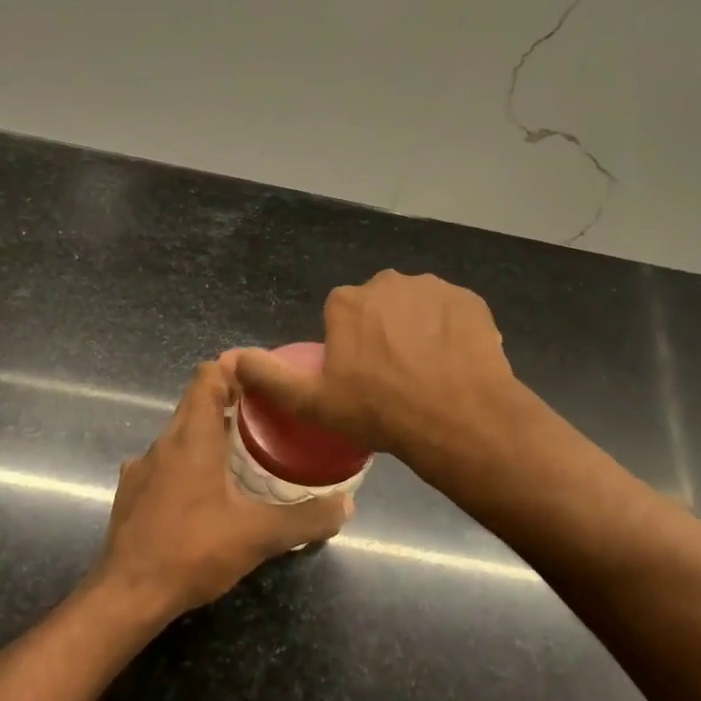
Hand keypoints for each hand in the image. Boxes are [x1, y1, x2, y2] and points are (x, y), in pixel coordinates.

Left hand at [92, 360, 349, 618]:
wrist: (127, 596)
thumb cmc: (192, 552)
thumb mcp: (259, 536)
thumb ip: (306, 519)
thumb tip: (347, 505)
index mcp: (192, 438)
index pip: (208, 375)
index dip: (235, 368)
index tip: (265, 378)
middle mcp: (163, 443)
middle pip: (195, 402)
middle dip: (230, 401)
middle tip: (268, 416)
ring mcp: (141, 468)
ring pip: (179, 434)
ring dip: (209, 435)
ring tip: (243, 454)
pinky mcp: (131, 493)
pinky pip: (165, 462)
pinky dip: (188, 464)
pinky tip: (207, 493)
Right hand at [233, 271, 520, 468]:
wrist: (457, 418)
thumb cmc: (379, 410)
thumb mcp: (313, 402)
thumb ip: (269, 377)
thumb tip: (231, 357)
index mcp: (346, 301)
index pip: (341, 317)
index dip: (349, 347)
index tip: (361, 378)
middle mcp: (387, 282)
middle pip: (379, 307)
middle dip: (383, 332)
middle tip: (394, 378)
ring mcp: (432, 287)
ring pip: (417, 308)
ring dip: (419, 330)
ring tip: (428, 373)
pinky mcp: (469, 299)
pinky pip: (452, 313)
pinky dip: (451, 332)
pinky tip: (454, 363)